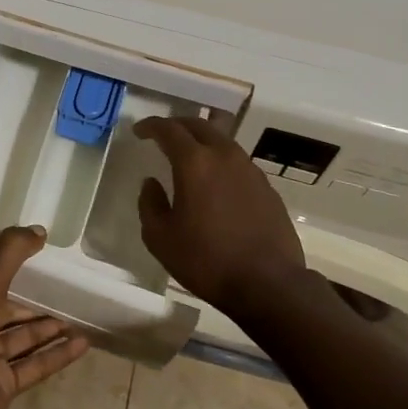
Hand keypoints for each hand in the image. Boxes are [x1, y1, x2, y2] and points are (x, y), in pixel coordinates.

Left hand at [0, 225, 90, 408]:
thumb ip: (9, 255)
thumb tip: (40, 229)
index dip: (13, 267)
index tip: (41, 257)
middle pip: (10, 310)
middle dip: (36, 302)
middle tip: (67, 292)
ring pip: (24, 338)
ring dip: (50, 328)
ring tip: (80, 318)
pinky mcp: (3, 386)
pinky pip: (35, 365)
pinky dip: (57, 355)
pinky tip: (82, 345)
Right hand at [135, 116, 305, 310]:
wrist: (268, 283)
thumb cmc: (207, 260)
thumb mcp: (161, 238)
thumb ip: (150, 204)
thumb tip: (151, 183)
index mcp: (194, 163)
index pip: (169, 129)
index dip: (151, 126)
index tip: (139, 131)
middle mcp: (224, 156)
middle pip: (199, 125)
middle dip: (177, 125)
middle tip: (163, 134)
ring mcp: (250, 169)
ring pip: (222, 140)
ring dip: (202, 140)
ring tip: (189, 155)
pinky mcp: (266, 186)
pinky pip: (238, 161)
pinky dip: (221, 160)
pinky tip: (216, 181)